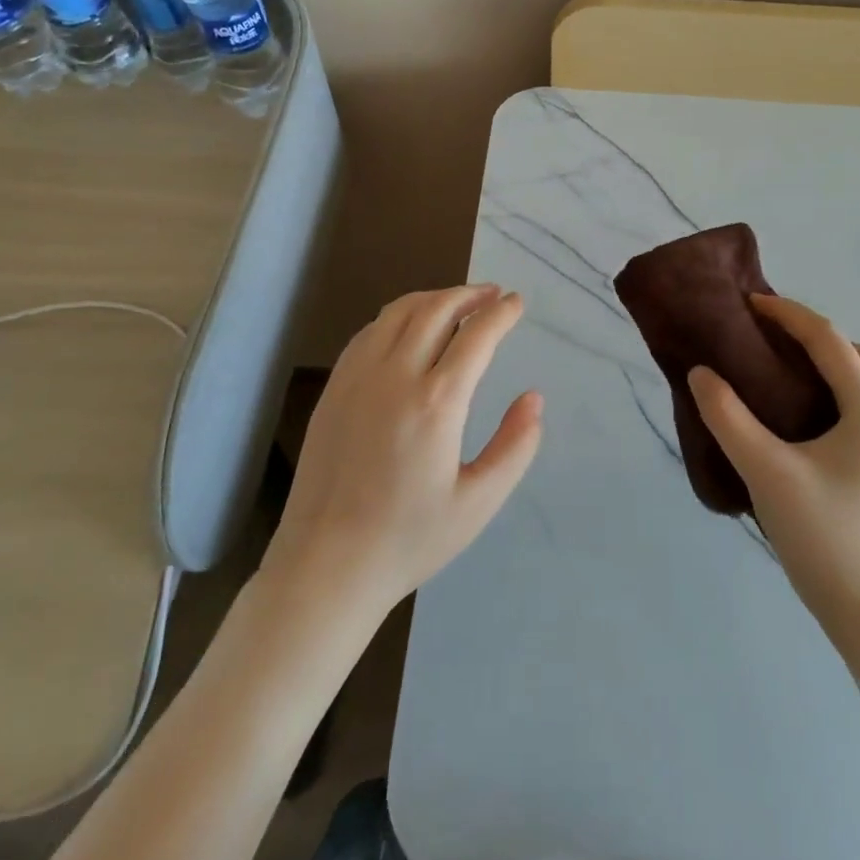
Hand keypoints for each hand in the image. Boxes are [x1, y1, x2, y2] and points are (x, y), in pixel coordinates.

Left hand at [262, 285, 543, 620]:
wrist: (326, 566)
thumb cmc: (410, 540)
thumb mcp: (478, 503)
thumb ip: (515, 447)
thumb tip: (533, 398)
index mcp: (436, 402)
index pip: (476, 336)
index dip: (501, 313)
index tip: (516, 302)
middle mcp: (395, 376)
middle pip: (436, 309)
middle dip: (469, 294)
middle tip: (491, 294)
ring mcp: (358, 378)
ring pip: (398, 312)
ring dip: (433, 298)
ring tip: (456, 303)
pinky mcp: (334, 388)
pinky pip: (369, 332)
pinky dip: (397, 317)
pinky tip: (408, 329)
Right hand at [688, 294, 859, 624]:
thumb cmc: (822, 535)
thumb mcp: (766, 472)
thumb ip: (728, 418)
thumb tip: (701, 373)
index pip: (828, 339)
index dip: (788, 313)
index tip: (749, 304)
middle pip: (853, 351)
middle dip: (811, 332)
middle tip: (765, 335)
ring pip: (859, 377)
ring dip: (823, 359)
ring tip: (776, 365)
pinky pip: (856, 401)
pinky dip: (828, 385)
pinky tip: (794, 408)